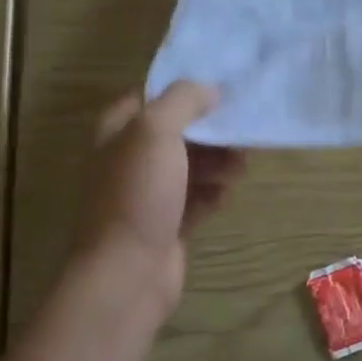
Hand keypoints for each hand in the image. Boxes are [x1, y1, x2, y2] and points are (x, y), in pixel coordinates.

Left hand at [76, 81, 245, 310]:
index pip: (154, 96)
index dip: (187, 90)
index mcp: (118, 130)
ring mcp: (148, 193)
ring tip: (240, 166)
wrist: (128, 272)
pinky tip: (227, 193)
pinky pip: (197, 197)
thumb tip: (210, 89)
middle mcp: (130, 157)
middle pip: (180, 132)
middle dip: (212, 130)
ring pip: (192, 165)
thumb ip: (183, 100)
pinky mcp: (167, 222)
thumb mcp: (156, 131)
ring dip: (219, 162)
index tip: (225, 88)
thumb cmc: (138, 193)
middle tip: (243, 132)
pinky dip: (214, 192)